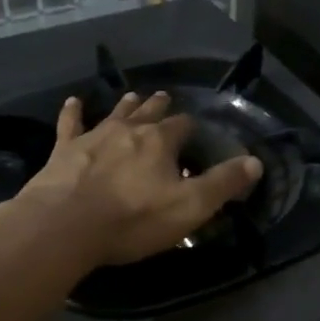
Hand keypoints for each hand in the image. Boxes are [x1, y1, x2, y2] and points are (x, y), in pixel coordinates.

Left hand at [16, 91, 262, 266]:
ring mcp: (93, 137)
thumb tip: (255, 162)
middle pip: (149, 112)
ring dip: (126, 105)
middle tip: (165, 97)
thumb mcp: (190, 206)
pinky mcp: (64, 150)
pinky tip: (73, 101)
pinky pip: (70, 124)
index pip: (183, 126)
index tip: (195, 133)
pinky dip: (72, 112)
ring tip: (133, 95)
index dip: (191, 129)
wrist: (65, 225)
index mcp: (160, 141)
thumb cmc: (134, 219)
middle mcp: (128, 130)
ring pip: (114, 114)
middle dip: (159, 107)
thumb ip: (223, 183)